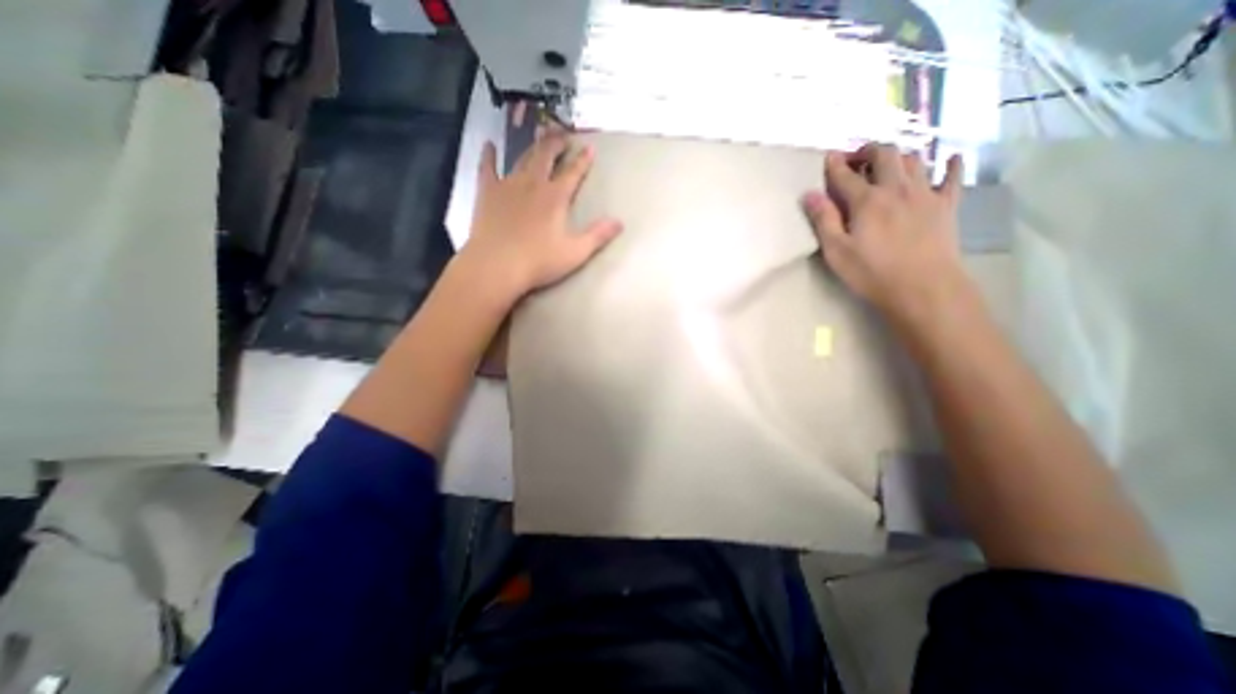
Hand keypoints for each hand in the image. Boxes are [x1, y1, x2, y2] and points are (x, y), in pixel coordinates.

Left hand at [457, 133, 623, 297]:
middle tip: (563, 134)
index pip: (573, 173)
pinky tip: (489, 144)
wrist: (497, 266)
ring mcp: (508, 185)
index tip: (589, 147)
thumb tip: (620, 222)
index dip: (583, 160)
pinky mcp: (487, 193)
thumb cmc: (538, 262)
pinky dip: (488, 155)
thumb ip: (598, 236)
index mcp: (555, 198)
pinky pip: (487, 168)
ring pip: (522, 158)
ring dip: (533, 146)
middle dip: (557, 144)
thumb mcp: (575, 253)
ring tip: (539, 136)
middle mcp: (533, 184)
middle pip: (546, 157)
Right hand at [802, 141, 975, 324]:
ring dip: (899, 157)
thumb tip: (809, 195)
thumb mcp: (837, 251)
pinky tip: (950, 158)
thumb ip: (823, 220)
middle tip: (857, 159)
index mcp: (867, 201)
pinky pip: (952, 177)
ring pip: (914, 160)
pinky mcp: (947, 205)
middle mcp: (897, 189)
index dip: (836, 164)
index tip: (829, 156)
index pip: (846, 175)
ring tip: (887, 165)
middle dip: (869, 151)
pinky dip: (950, 164)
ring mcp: (925, 194)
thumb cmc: (872, 272)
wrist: (923, 287)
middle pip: (885, 155)